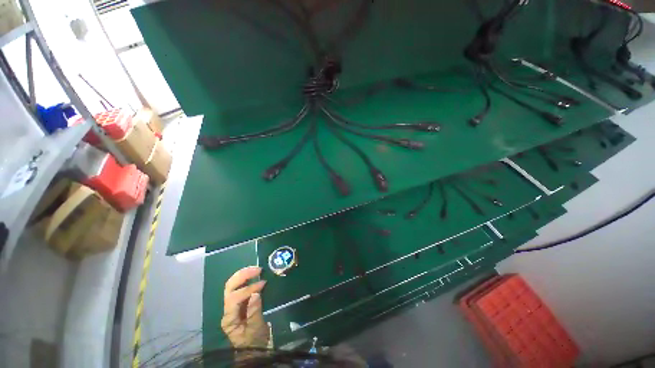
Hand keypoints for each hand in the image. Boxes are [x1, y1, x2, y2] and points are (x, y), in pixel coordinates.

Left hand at [221, 266, 268, 347]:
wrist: (253, 349)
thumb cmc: (255, 341)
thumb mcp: (256, 329)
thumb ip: (255, 312)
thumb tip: (256, 293)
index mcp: (229, 319)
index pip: (234, 299)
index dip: (248, 289)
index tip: (263, 284)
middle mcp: (228, 310)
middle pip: (229, 288)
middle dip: (242, 276)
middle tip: (257, 270)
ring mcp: (232, 306)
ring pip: (233, 285)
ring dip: (244, 274)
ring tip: (257, 269)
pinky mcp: (239, 303)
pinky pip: (240, 287)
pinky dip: (247, 278)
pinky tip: (254, 275)